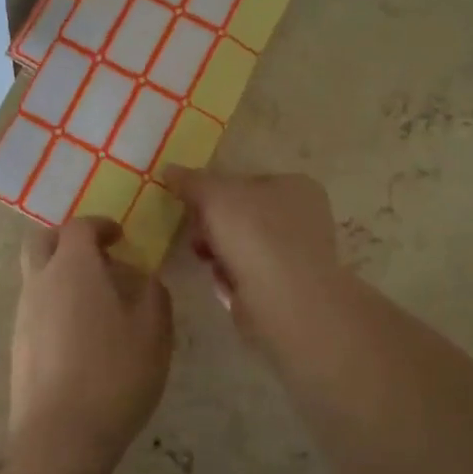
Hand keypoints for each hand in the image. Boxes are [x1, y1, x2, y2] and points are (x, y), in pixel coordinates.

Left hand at [9, 218, 173, 473]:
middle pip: (41, 241)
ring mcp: (23, 316)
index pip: (79, 227)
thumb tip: (145, 278)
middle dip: (67, 239)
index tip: (119, 237)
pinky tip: (82, 335)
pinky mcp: (17, 346)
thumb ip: (153, 294)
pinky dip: (55, 304)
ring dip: (61, 274)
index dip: (100, 225)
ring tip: (97, 301)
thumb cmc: (115, 375)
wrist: (61, 439)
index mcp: (73, 268)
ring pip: (36, 276)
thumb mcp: (154, 332)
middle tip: (97, 256)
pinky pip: (35, 308)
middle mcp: (40, 283)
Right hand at [164, 168, 343, 342]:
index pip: (245, 180)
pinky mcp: (288, 289)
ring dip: (218, 253)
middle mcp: (303, 217)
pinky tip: (226, 285)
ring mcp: (297, 255)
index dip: (214, 191)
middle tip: (196, 237)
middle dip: (212, 226)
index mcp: (296, 186)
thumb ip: (191, 181)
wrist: (285, 303)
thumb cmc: (254, 235)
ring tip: (209, 262)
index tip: (192, 206)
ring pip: (242, 246)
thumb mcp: (214, 195)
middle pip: (241, 214)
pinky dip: (232, 278)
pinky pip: (248, 275)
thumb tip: (169, 170)